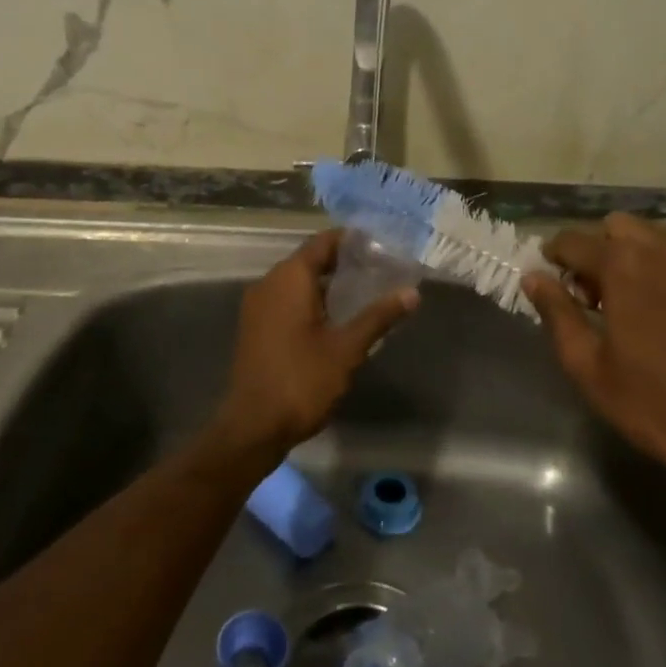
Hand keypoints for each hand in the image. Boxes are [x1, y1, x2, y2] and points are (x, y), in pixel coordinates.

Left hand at [213, 229, 418, 454]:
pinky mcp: (255, 327)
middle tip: (379, 269)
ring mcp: (257, 306)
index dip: (350, 240)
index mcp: (289, 278)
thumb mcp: (347, 348)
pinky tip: (335, 318)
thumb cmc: (302, 380)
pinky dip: (310, 301)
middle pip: (309, 260)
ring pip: (296, 282)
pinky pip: (285, 300)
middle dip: (343, 262)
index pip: (322, 242)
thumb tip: (411, 292)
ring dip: (326, 283)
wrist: (253, 426)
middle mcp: (268, 283)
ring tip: (364, 292)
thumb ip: (378, 316)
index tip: (379, 243)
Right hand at [522, 213, 665, 490]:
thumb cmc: (649, 402)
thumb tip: (533, 278)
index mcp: (624, 265)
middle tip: (591, 291)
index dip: (553, 255)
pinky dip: (664, 272)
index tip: (549, 277)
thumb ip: (556, 311)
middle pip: (617, 226)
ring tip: (628, 298)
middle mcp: (664, 250)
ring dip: (632, 254)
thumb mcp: (585, 363)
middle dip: (596, 248)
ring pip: (654, 236)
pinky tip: (664, 313)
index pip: (573, 240)